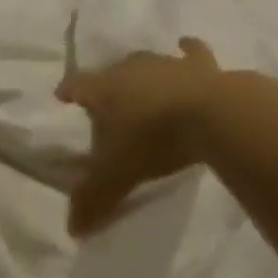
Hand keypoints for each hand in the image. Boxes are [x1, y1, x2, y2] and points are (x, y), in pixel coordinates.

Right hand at [57, 37, 226, 236]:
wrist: (214, 115)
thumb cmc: (155, 139)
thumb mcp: (119, 173)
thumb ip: (95, 198)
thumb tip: (72, 230)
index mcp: (104, 88)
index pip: (77, 84)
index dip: (68, 90)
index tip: (62, 96)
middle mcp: (130, 68)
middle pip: (111, 72)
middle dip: (107, 85)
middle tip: (108, 103)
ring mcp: (166, 63)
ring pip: (147, 62)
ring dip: (143, 73)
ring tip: (143, 85)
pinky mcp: (201, 65)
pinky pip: (191, 52)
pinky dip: (188, 51)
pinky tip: (186, 47)